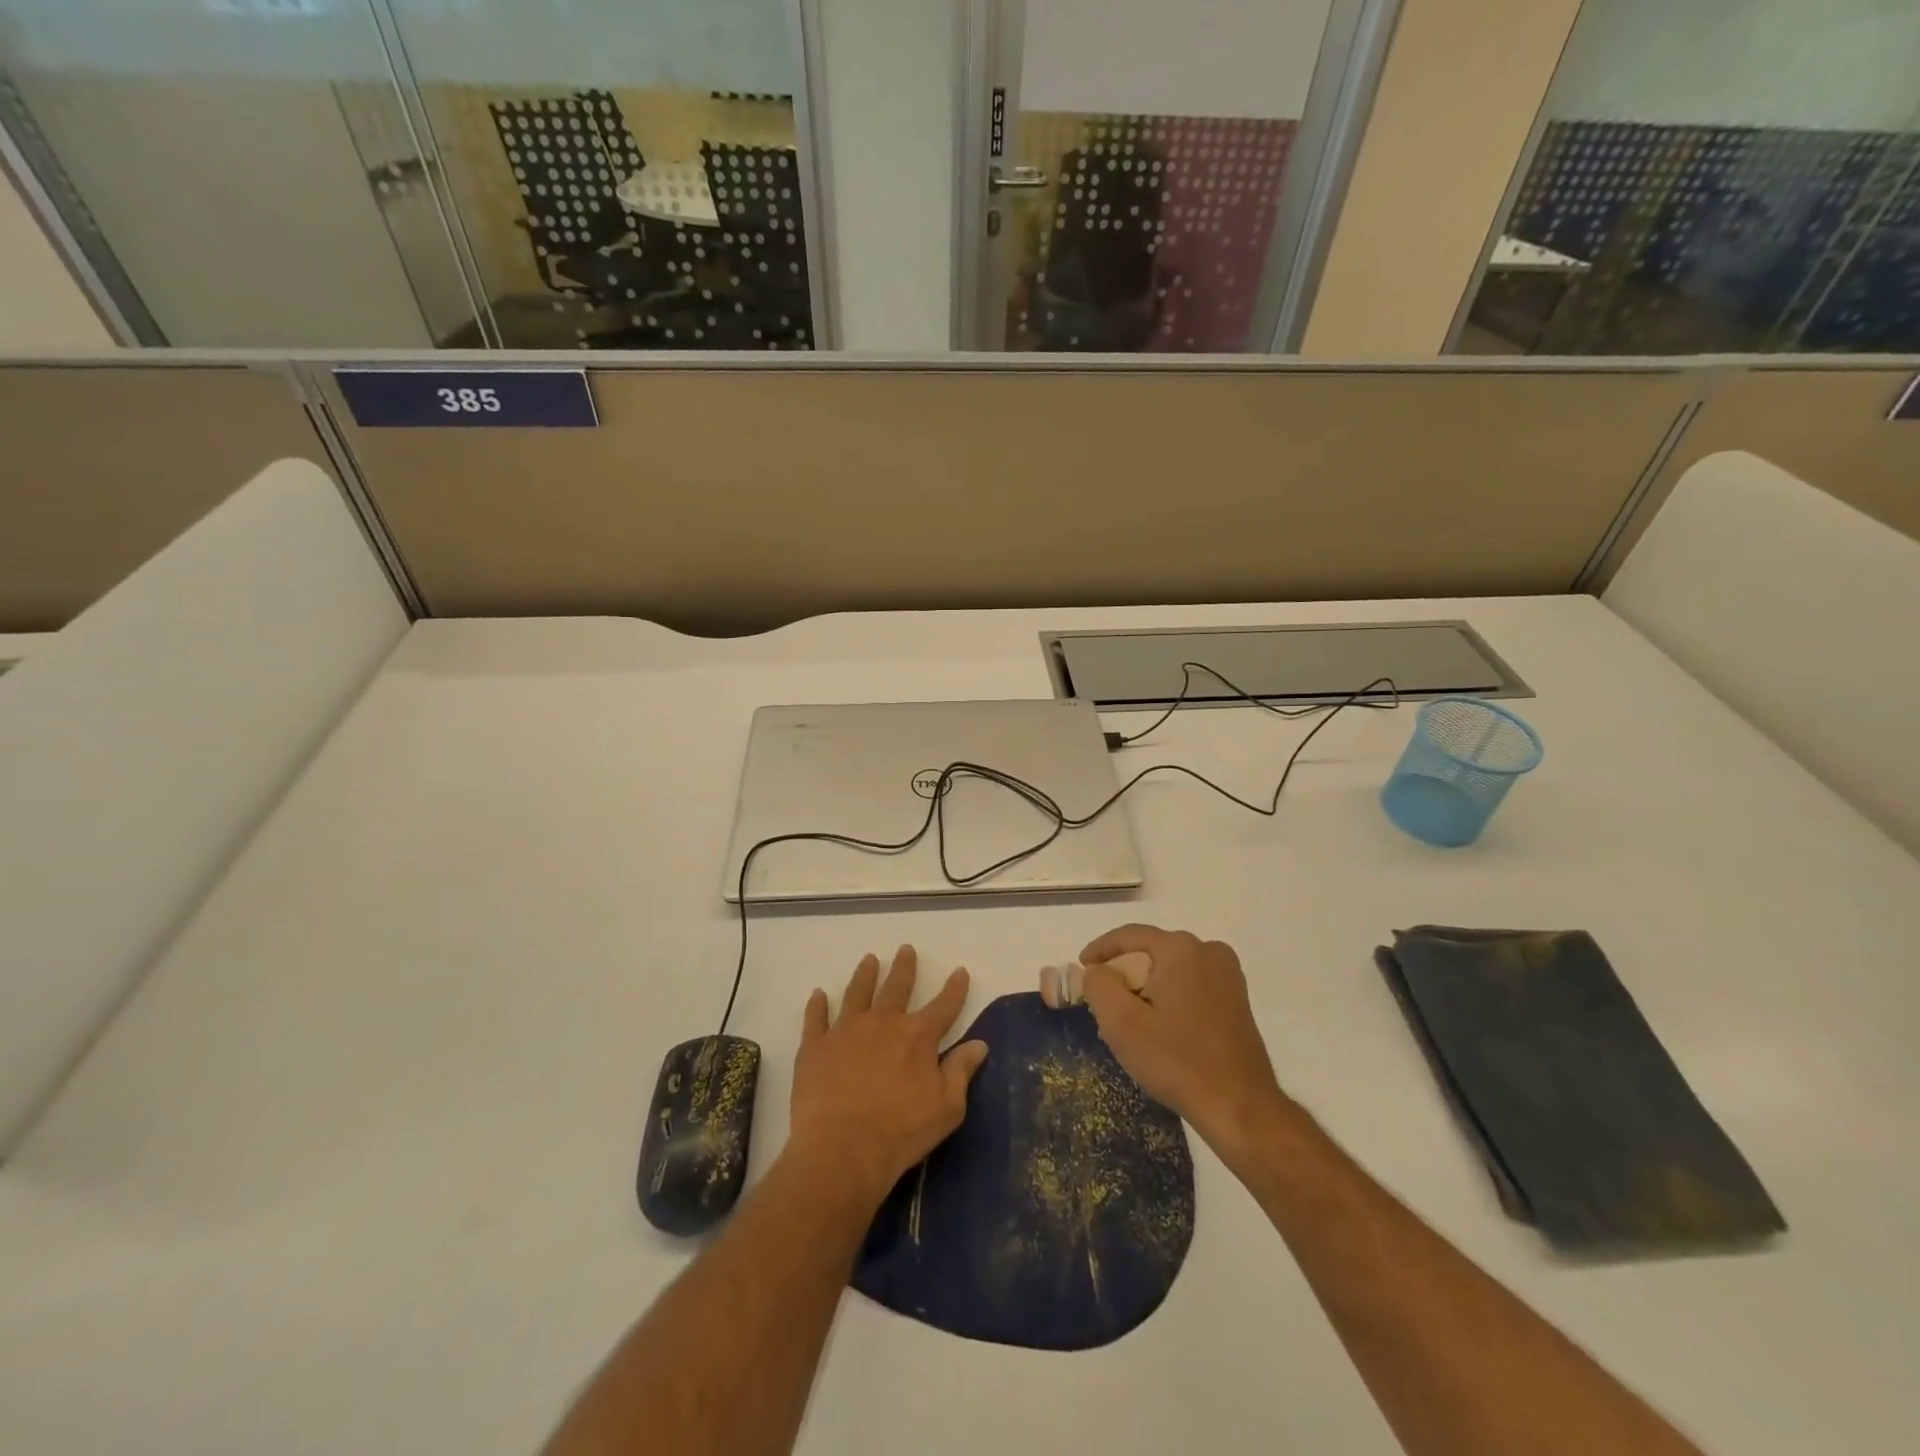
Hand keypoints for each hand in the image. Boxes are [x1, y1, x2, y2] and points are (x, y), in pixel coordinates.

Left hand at [787, 945, 988, 1202]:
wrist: (843, 1149)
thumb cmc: (901, 1132)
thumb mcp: (947, 1108)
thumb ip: (961, 1071)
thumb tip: (980, 1043)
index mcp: (917, 1037)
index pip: (943, 1005)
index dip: (954, 988)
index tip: (960, 970)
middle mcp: (883, 1023)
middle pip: (897, 987)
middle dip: (904, 967)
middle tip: (906, 949)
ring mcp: (846, 1031)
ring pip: (857, 993)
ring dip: (865, 975)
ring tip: (869, 960)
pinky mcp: (816, 1046)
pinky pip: (815, 1018)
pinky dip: (817, 1005)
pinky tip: (818, 994)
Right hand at [1079, 925, 1286, 1155]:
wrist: (1240, 1107)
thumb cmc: (1177, 1061)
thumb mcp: (1121, 1023)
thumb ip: (1099, 984)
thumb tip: (1098, 970)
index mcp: (1181, 949)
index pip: (1129, 935)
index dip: (1100, 949)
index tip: (1081, 968)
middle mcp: (1208, 951)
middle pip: (1151, 951)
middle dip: (1124, 973)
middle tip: (1103, 1003)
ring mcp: (1227, 975)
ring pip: (1171, 969)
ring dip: (1146, 987)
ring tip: (1127, 1020)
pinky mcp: (1236, 998)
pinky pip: (1190, 984)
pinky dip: (1168, 996)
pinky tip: (1157, 1027)